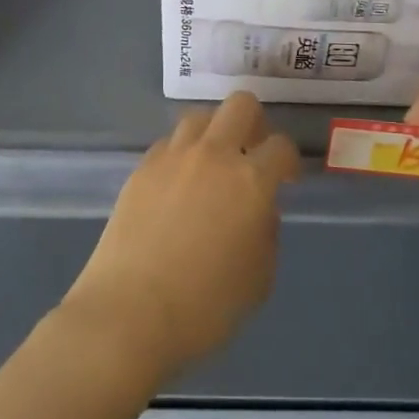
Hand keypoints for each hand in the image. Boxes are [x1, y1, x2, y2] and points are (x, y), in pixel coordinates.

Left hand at [61, 92, 298, 378]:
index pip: (281, 147)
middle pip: (240, 104)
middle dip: (255, 123)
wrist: (129, 314)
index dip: (289, 161)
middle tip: (251, 153)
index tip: (286, 179)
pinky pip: (168, 144)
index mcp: (251, 181)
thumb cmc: (205, 308)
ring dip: (214, 133)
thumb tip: (259, 209)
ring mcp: (173, 157)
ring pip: (200, 117)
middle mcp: (214, 155)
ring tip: (211, 165)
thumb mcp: (258, 279)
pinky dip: (181, 154)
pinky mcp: (142, 168)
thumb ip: (266, 233)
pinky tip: (177, 184)